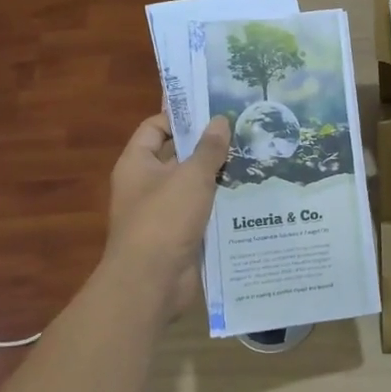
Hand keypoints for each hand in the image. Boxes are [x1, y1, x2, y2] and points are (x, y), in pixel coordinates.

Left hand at [101, 112, 230, 318]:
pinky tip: (249, 193)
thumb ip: (208, 148)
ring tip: (254, 156)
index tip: (214, 108)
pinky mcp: (179, 233)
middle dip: (207, 144)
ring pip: (192, 183)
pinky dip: (220, 202)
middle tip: (243, 130)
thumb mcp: (191, 176)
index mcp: (137, 163)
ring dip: (218, 174)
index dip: (181, 115)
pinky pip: (201, 209)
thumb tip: (220, 120)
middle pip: (177, 154)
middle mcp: (146, 184)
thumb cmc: (164, 219)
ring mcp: (162, 210)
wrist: (151, 283)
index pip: (156, 127)